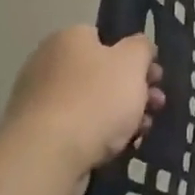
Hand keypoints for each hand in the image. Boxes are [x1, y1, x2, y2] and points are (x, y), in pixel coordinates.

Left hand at [2, 27, 164, 194]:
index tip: (154, 77)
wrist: (48, 155)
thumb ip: (142, 48)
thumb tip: (138, 46)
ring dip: (122, 114)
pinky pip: (77, 128)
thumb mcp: (132, 63)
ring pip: (92, 103)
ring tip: (143, 131)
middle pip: (101, 73)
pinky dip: (99, 135)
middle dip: (133, 89)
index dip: (134, 56)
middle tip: (156, 105)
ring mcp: (39, 101)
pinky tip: (119, 147)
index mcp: (68, 39)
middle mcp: (48, 64)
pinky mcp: (38, 134)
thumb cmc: (96, 99)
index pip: (105, 39)